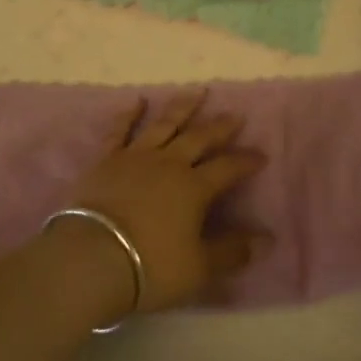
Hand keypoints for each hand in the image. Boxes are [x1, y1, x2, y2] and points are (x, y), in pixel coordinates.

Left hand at [55, 91, 270, 315]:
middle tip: (235, 115)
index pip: (228, 168)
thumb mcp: (199, 268)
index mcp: (194, 188)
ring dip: (182, 107)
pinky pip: (120, 130)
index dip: (246, 161)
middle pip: (199, 138)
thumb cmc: (150, 266)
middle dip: (220, 127)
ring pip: (164, 125)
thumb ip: (233, 252)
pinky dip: (129, 114)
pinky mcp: (106, 160)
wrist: (92, 258)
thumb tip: (268, 240)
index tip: (261, 155)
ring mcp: (136, 157)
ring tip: (197, 92)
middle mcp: (169, 164)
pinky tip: (137, 101)